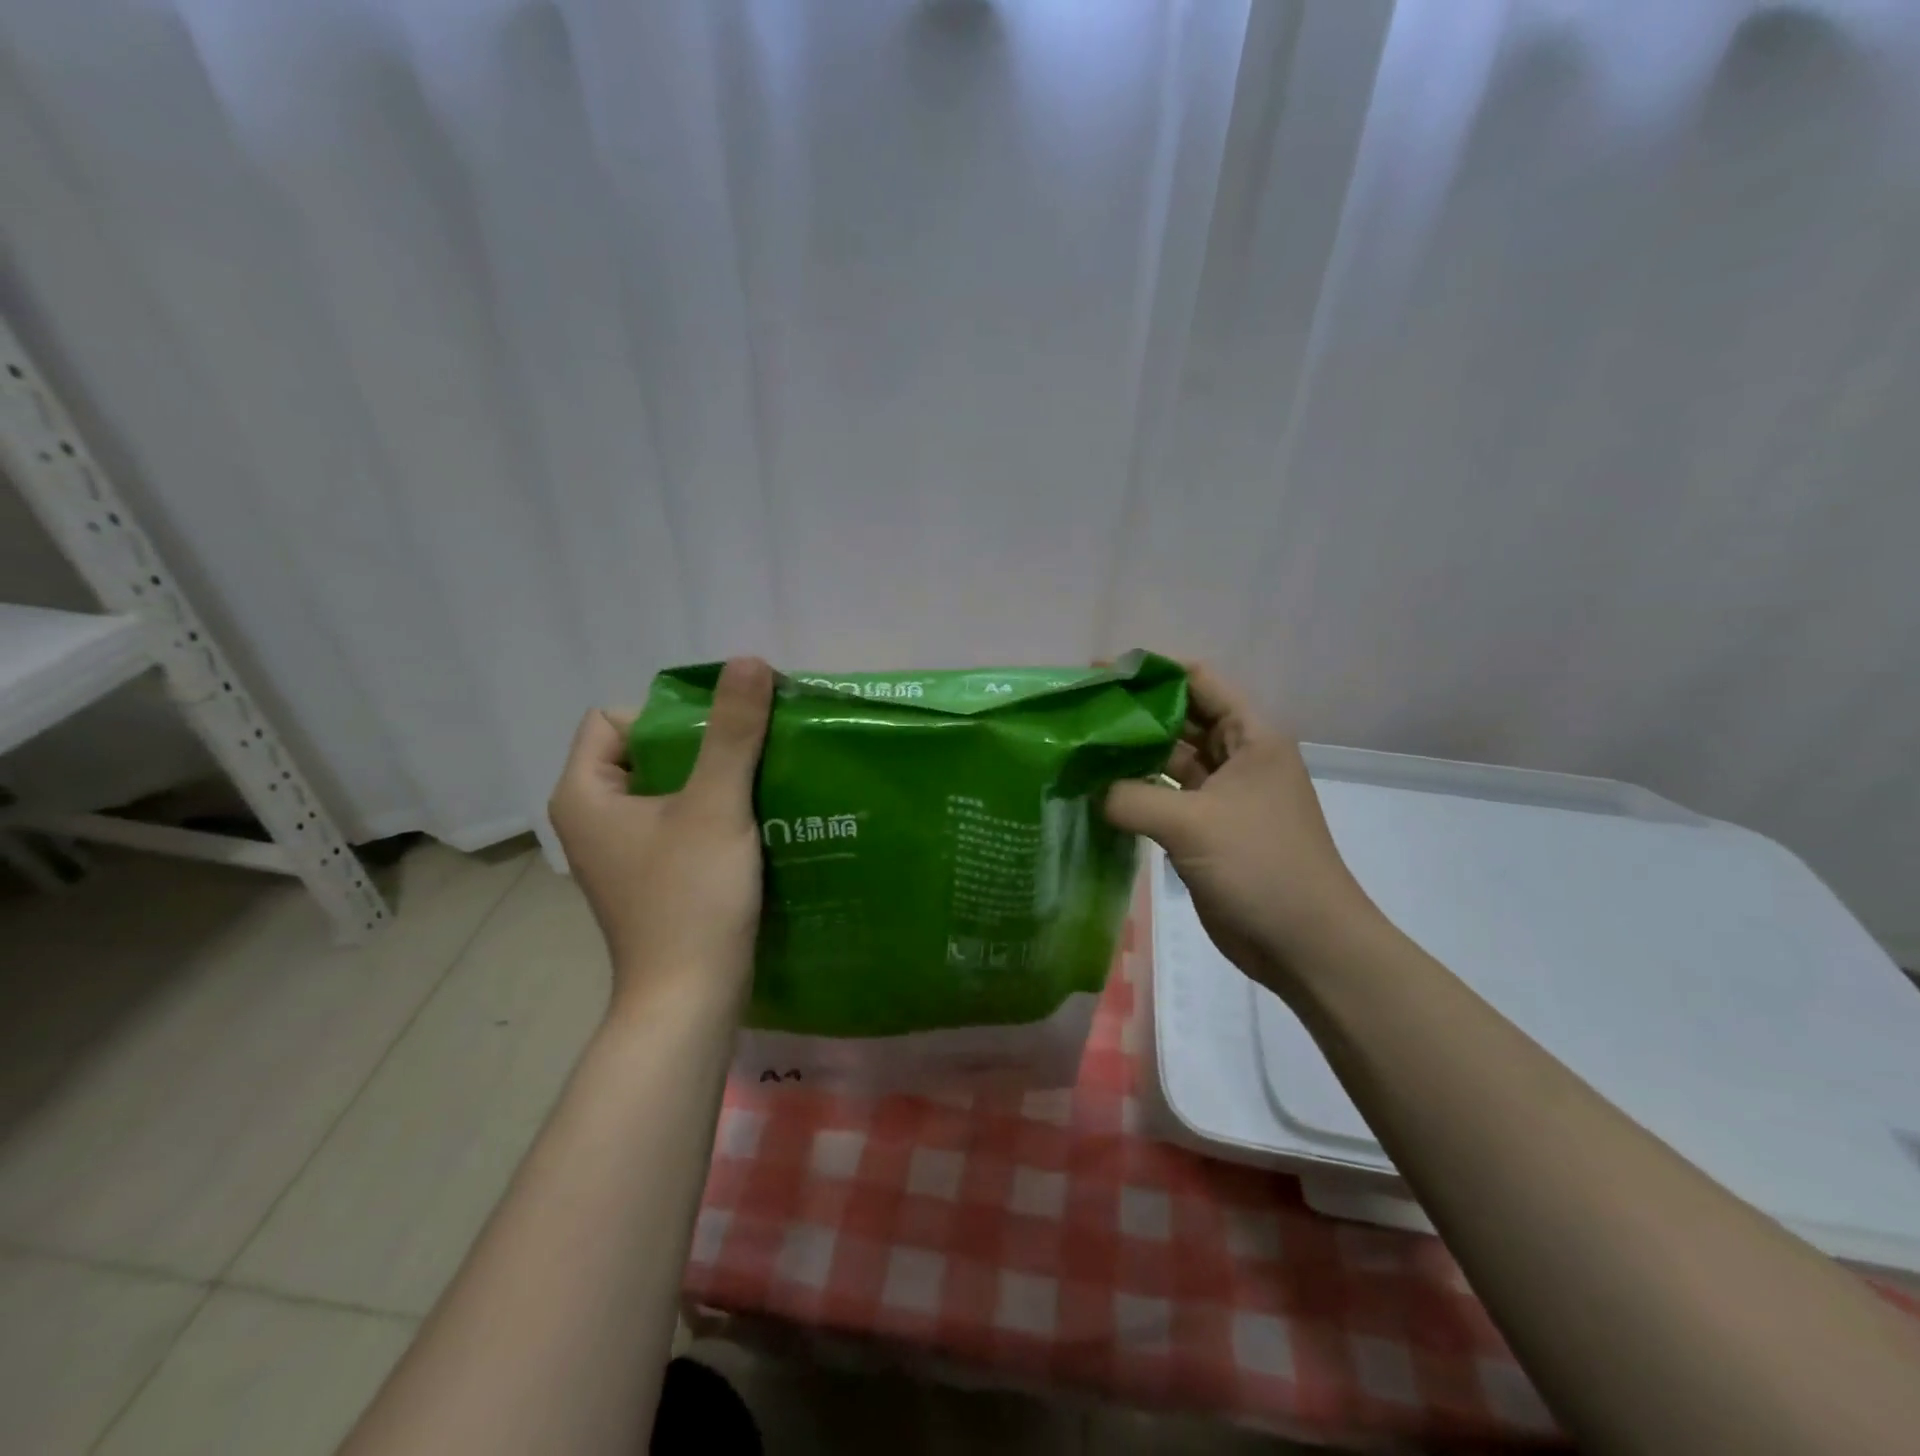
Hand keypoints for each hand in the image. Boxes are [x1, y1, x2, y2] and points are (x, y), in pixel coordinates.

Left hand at [548, 657, 773, 1022]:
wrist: (691, 999)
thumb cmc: (691, 898)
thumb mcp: (716, 806)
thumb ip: (733, 732)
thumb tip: (748, 661)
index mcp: (584, 794)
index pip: (613, 719)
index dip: (665, 716)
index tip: (720, 736)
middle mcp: (592, 819)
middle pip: (644, 750)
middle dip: (701, 745)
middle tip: (753, 752)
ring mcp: (621, 852)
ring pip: (667, 788)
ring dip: (714, 779)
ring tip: (763, 780)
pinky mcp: (651, 876)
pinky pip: (679, 822)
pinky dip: (713, 813)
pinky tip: (756, 820)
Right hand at [1102, 663, 1380, 999]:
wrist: (1305, 944)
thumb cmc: (1260, 866)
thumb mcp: (1192, 824)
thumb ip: (1131, 798)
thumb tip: (1088, 791)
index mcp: (1250, 737)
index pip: (1199, 681)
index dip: (1152, 672)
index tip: (1100, 675)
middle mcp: (1237, 758)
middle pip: (1180, 719)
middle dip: (1134, 714)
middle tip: (1079, 713)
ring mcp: (1222, 796)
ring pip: (1169, 762)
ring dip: (1131, 756)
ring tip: (1079, 749)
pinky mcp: (1207, 830)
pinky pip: (1165, 799)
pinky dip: (1135, 794)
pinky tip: (1096, 793)